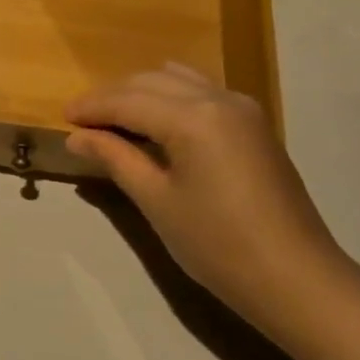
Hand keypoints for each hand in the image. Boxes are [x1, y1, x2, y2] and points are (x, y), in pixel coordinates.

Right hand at [64, 64, 347, 314]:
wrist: (297, 279)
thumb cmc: (219, 245)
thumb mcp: (157, 201)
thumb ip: (116, 158)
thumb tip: (77, 138)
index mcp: (193, 117)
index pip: (128, 100)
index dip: (92, 107)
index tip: (63, 118)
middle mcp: (218, 98)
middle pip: (151, 81)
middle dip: (113, 96)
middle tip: (82, 121)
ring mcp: (241, 107)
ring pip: (177, 79)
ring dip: (141, 92)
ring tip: (115, 120)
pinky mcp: (253, 123)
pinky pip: (200, 92)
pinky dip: (170, 97)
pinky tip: (156, 123)